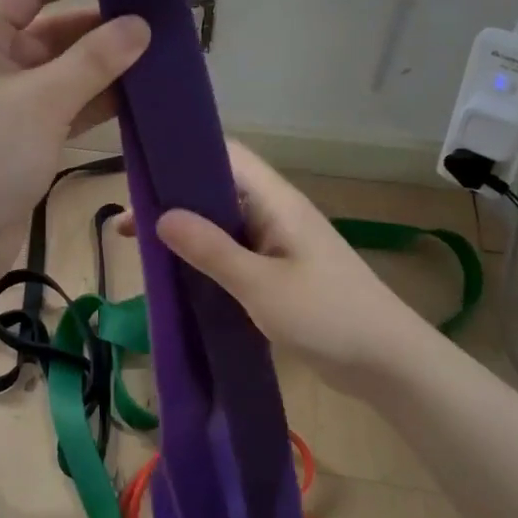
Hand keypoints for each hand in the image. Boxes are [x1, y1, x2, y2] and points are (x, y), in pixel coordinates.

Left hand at [0, 0, 149, 291]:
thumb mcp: (42, 100)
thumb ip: (94, 60)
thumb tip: (140, 25)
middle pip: (50, 31)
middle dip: (98, 28)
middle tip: (157, 22)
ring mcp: (6, 104)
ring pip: (62, 73)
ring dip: (103, 68)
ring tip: (159, 57)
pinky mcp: (22, 139)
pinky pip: (64, 108)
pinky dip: (95, 103)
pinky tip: (137, 99)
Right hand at [152, 142, 437, 390]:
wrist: (388, 364)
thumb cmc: (328, 316)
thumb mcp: (261, 285)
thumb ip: (211, 250)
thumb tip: (161, 216)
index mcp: (277, 201)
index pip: (226, 155)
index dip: (184, 154)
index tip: (141, 172)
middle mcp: (276, 213)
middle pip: (218, 189)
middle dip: (174, 199)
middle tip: (128, 222)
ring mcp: (279, 244)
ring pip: (223, 224)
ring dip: (187, 232)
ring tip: (142, 247)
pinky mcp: (280, 273)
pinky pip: (234, 254)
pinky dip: (205, 258)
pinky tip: (179, 275)